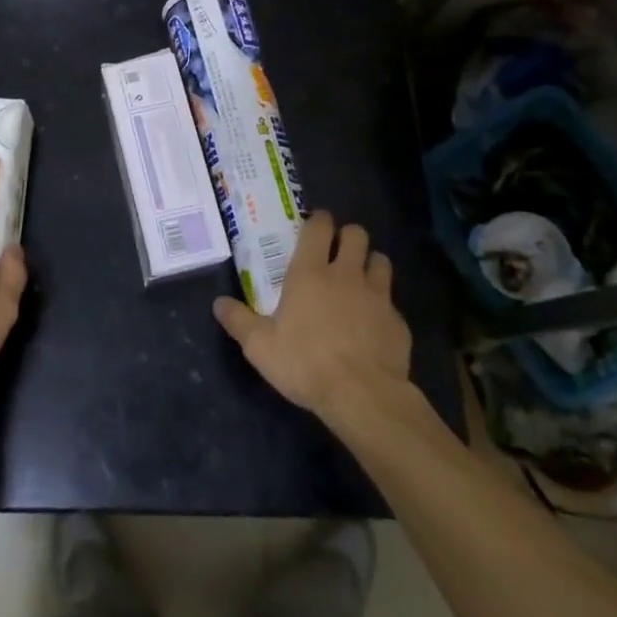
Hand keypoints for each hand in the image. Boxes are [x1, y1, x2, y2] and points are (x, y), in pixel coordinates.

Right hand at [213, 209, 410, 419]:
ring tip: (359, 279)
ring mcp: (378, 296)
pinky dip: (383, 305)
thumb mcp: (260, 347)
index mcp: (310, 272)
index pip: (320, 227)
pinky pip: (391, 302)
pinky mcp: (398, 322)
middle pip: (356, 234)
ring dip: (370, 263)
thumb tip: (218, 304)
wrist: (363, 396)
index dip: (319, 220)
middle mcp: (346, 274)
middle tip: (337, 251)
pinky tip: (373, 324)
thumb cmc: (305, 363)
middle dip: (347, 236)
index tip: (315, 225)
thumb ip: (238, 321)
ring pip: (380, 260)